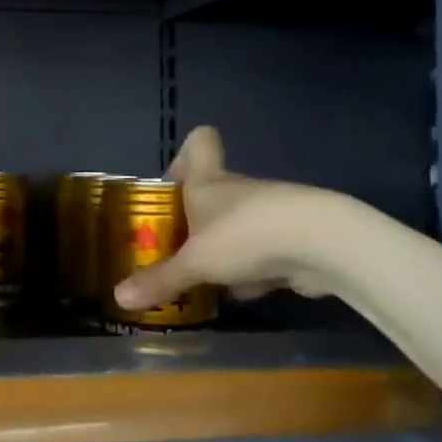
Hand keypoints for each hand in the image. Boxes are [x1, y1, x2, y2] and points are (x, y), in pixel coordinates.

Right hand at [111, 126, 354, 310]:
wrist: (322, 244)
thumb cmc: (244, 236)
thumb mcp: (194, 263)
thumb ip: (160, 280)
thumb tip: (118, 298)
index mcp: (208, 181)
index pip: (199, 143)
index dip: (184, 155)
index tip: (172, 184)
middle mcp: (238, 190)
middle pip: (213, 194)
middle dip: (195, 224)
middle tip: (176, 251)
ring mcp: (270, 213)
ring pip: (238, 228)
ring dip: (225, 253)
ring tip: (208, 282)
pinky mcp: (295, 238)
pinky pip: (264, 253)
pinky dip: (255, 271)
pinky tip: (250, 292)